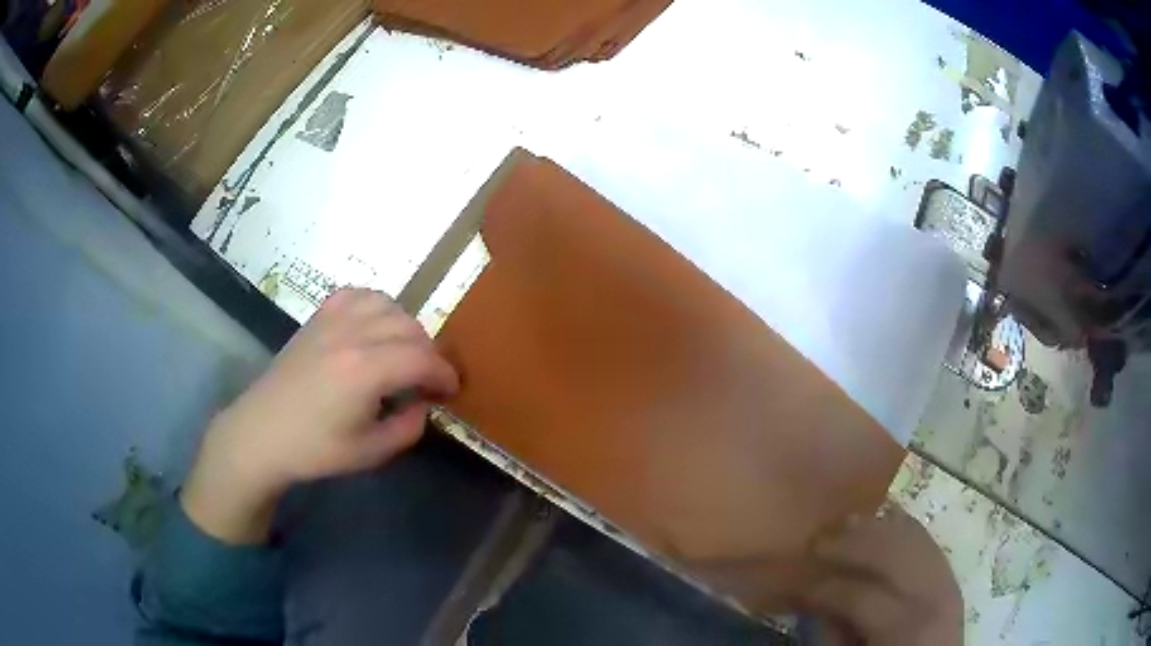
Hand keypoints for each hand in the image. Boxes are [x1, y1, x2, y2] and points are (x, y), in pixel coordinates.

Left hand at [182, 288, 458, 543]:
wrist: (261, 433)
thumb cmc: (314, 449)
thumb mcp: (371, 452)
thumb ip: (408, 427)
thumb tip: (422, 403)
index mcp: (365, 371)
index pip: (422, 358)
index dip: (445, 373)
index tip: (450, 390)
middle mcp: (352, 335)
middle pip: (410, 327)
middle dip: (429, 353)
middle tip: (428, 381)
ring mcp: (332, 321)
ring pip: (388, 304)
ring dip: (406, 327)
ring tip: (403, 353)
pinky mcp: (317, 318)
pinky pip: (358, 294)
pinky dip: (377, 306)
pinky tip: (374, 327)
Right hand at [799, 504, 962, 645]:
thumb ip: (834, 635)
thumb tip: (814, 603)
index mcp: (904, 625)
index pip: (859, 595)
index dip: (824, 587)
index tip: (794, 582)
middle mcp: (931, 593)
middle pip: (890, 554)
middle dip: (850, 544)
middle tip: (815, 541)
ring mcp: (946, 578)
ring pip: (911, 537)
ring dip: (875, 527)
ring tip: (844, 523)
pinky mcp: (949, 572)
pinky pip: (925, 539)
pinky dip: (901, 526)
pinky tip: (881, 518)